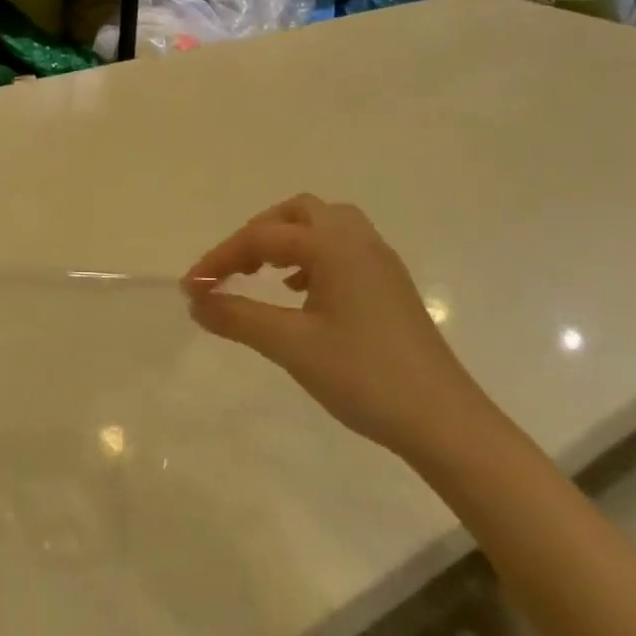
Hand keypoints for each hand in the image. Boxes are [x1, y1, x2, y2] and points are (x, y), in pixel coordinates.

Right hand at [182, 195, 490, 460]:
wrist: (444, 422)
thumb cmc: (363, 376)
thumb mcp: (290, 345)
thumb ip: (237, 316)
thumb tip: (196, 300)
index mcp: (334, 246)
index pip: (262, 238)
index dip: (220, 259)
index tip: (191, 287)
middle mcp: (359, 242)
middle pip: (298, 213)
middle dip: (257, 234)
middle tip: (233, 270)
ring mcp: (380, 263)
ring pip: (324, 227)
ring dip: (287, 242)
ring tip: (263, 276)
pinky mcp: (390, 287)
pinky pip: (343, 250)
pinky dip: (312, 259)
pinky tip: (301, 294)